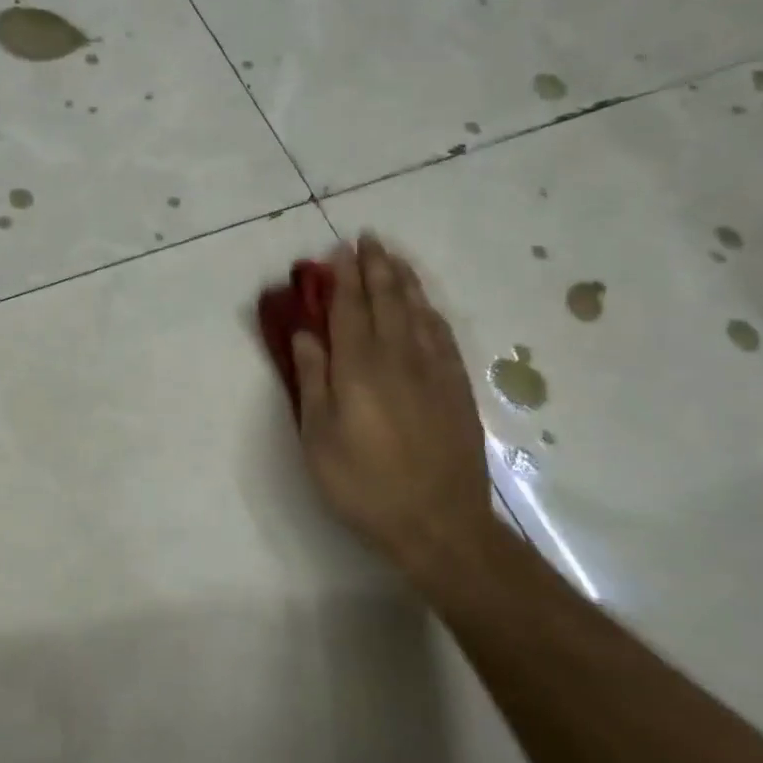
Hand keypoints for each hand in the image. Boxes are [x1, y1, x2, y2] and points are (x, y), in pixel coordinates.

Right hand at [292, 236, 495, 576]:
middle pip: (387, 301)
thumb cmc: (364, 483)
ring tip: (394, 258)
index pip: (349, 309)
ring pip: (419, 312)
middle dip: (376, 267)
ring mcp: (434, 371)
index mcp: (359, 367)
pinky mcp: (456, 388)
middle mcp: (399, 357)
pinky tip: (426, 305)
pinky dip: (430, 312)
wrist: (439, 523)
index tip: (338, 251)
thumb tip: (306, 334)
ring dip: (404, 281)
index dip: (343, 278)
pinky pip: (443, 335)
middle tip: (369, 240)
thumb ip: (312, 380)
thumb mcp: (319, 437)